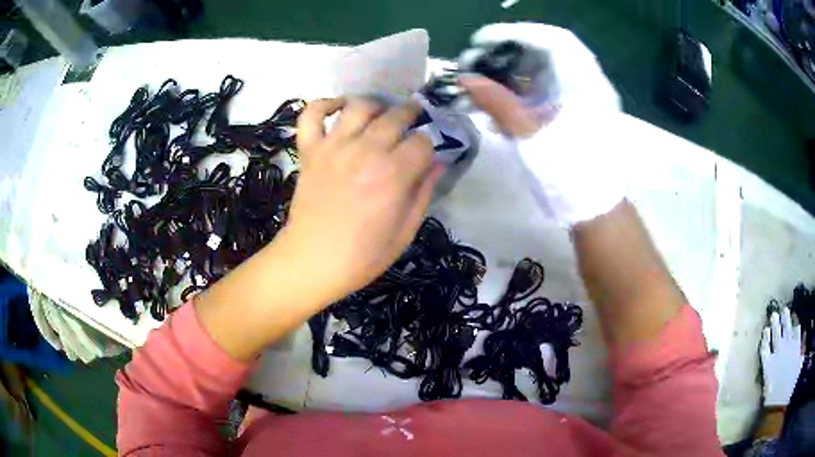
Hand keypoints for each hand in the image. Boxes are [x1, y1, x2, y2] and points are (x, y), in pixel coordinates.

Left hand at [281, 98, 441, 304]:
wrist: (312, 262)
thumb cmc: (363, 255)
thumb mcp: (405, 231)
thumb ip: (424, 192)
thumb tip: (439, 163)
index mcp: (393, 175)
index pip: (422, 141)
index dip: (428, 147)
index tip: (424, 156)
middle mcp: (365, 152)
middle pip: (395, 116)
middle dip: (410, 115)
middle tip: (412, 121)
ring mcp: (333, 147)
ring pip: (359, 106)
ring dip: (375, 106)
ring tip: (380, 115)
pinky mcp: (309, 150)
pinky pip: (312, 114)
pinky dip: (325, 103)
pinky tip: (339, 106)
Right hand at [459, 23, 623, 226]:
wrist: (595, 211)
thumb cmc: (569, 174)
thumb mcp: (530, 136)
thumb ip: (498, 102)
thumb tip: (465, 79)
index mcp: (583, 82)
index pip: (552, 38)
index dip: (515, 33)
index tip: (482, 41)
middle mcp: (586, 83)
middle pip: (545, 53)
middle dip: (507, 55)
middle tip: (476, 63)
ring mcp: (581, 99)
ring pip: (543, 73)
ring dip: (510, 76)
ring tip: (480, 85)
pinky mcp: (574, 113)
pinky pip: (546, 93)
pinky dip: (521, 94)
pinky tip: (498, 108)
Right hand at [761, 307, 803, 406]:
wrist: (784, 393)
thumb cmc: (772, 397)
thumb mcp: (766, 389)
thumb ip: (767, 373)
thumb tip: (766, 361)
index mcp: (768, 364)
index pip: (765, 347)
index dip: (765, 338)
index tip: (766, 329)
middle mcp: (778, 351)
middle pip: (776, 334)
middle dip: (776, 323)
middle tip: (775, 313)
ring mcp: (788, 346)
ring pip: (787, 328)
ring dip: (786, 319)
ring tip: (785, 310)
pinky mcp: (797, 344)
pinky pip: (797, 332)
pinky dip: (796, 326)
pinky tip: (796, 322)